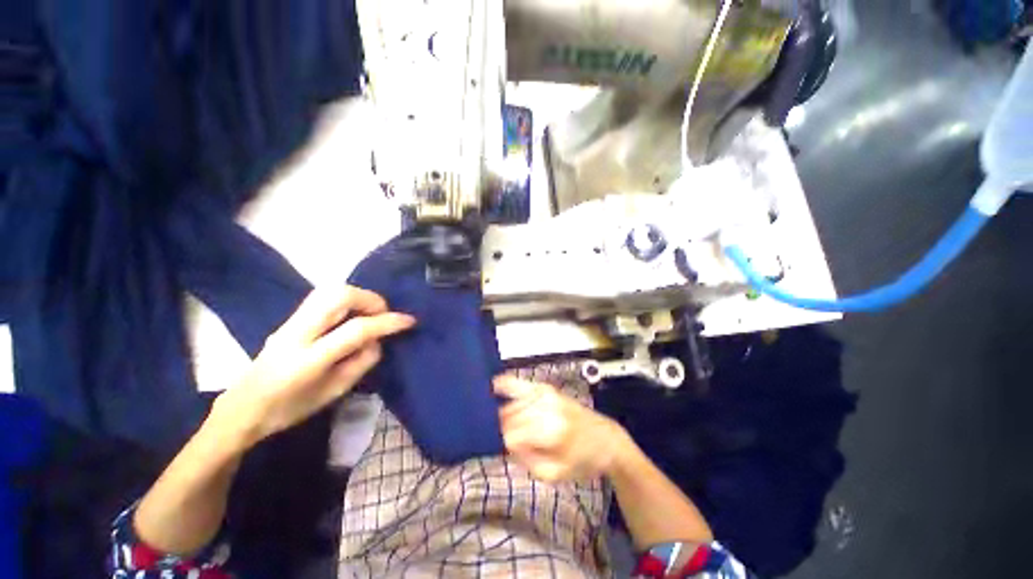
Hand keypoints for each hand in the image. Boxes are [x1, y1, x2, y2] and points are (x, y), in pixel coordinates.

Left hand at [214, 286, 414, 447]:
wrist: (242, 408)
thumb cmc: (290, 409)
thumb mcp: (334, 393)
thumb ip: (362, 363)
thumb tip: (378, 340)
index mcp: (308, 360)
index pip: (356, 330)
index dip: (387, 322)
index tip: (409, 321)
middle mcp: (297, 333)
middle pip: (339, 296)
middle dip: (371, 299)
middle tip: (384, 314)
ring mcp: (290, 322)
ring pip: (329, 290)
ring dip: (359, 296)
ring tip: (371, 312)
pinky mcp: (289, 318)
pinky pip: (323, 296)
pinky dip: (346, 298)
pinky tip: (353, 314)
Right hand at [495, 376, 629, 482]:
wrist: (605, 438)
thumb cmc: (582, 460)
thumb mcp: (554, 474)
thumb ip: (525, 460)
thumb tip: (505, 444)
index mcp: (551, 430)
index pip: (511, 436)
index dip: (505, 447)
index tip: (506, 453)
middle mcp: (546, 406)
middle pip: (509, 419)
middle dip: (503, 432)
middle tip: (505, 443)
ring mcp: (545, 393)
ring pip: (511, 405)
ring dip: (504, 417)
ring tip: (505, 427)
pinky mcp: (545, 387)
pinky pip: (519, 383)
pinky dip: (505, 384)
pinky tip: (493, 386)